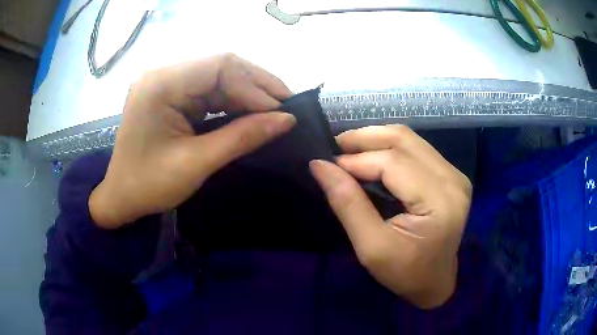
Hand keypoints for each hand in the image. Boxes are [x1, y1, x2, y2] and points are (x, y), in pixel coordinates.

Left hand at [89, 54, 295, 227]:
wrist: (120, 197)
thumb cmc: (149, 184)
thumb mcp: (197, 162)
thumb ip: (242, 137)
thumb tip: (287, 120)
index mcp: (161, 84)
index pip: (219, 66)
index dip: (255, 85)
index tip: (281, 111)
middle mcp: (163, 74)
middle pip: (220, 66)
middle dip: (255, 86)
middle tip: (285, 105)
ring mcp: (166, 83)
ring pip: (216, 77)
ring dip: (245, 93)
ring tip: (273, 110)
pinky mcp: (170, 94)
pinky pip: (207, 90)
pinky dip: (230, 102)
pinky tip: (248, 113)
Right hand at [309, 125, 471, 308]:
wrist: (435, 282)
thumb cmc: (405, 273)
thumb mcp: (371, 247)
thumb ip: (347, 203)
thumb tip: (320, 165)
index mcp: (439, 202)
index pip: (393, 163)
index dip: (357, 159)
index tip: (327, 165)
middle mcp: (452, 180)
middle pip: (404, 140)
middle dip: (364, 138)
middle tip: (335, 147)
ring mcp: (454, 174)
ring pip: (409, 139)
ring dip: (376, 139)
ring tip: (349, 150)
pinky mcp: (451, 174)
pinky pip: (416, 148)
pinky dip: (389, 147)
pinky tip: (372, 156)